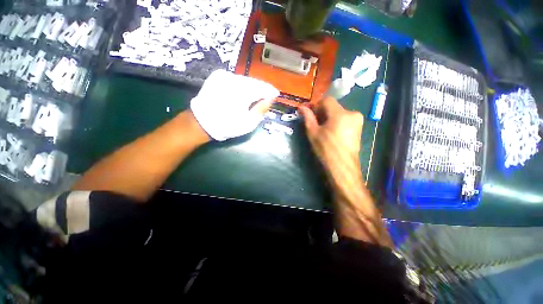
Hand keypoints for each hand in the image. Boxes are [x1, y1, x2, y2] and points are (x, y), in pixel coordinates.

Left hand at [190, 69, 279, 140]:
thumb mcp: (248, 123)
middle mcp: (234, 78)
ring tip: (256, 96)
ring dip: (252, 87)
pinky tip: (243, 93)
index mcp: (242, 91)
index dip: (271, 91)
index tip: (276, 95)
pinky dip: (242, 86)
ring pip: (245, 80)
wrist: (201, 122)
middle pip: (254, 82)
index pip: (262, 87)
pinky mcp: (217, 76)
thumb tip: (271, 98)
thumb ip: (261, 109)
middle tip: (267, 97)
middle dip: (261, 89)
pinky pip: (235, 79)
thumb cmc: (227, 125)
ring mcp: (224, 76)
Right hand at [299, 97, 363, 170]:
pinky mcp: (359, 128)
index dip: (317, 105)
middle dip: (323, 112)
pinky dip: (337, 122)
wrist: (342, 166)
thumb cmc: (326, 149)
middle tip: (315, 123)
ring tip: (323, 129)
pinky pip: (345, 119)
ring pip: (339, 113)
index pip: (327, 100)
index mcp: (340, 114)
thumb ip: (308, 118)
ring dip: (329, 117)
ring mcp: (358, 121)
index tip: (310, 114)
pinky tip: (332, 132)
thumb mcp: (313, 133)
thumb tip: (301, 107)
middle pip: (334, 107)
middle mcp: (352, 113)